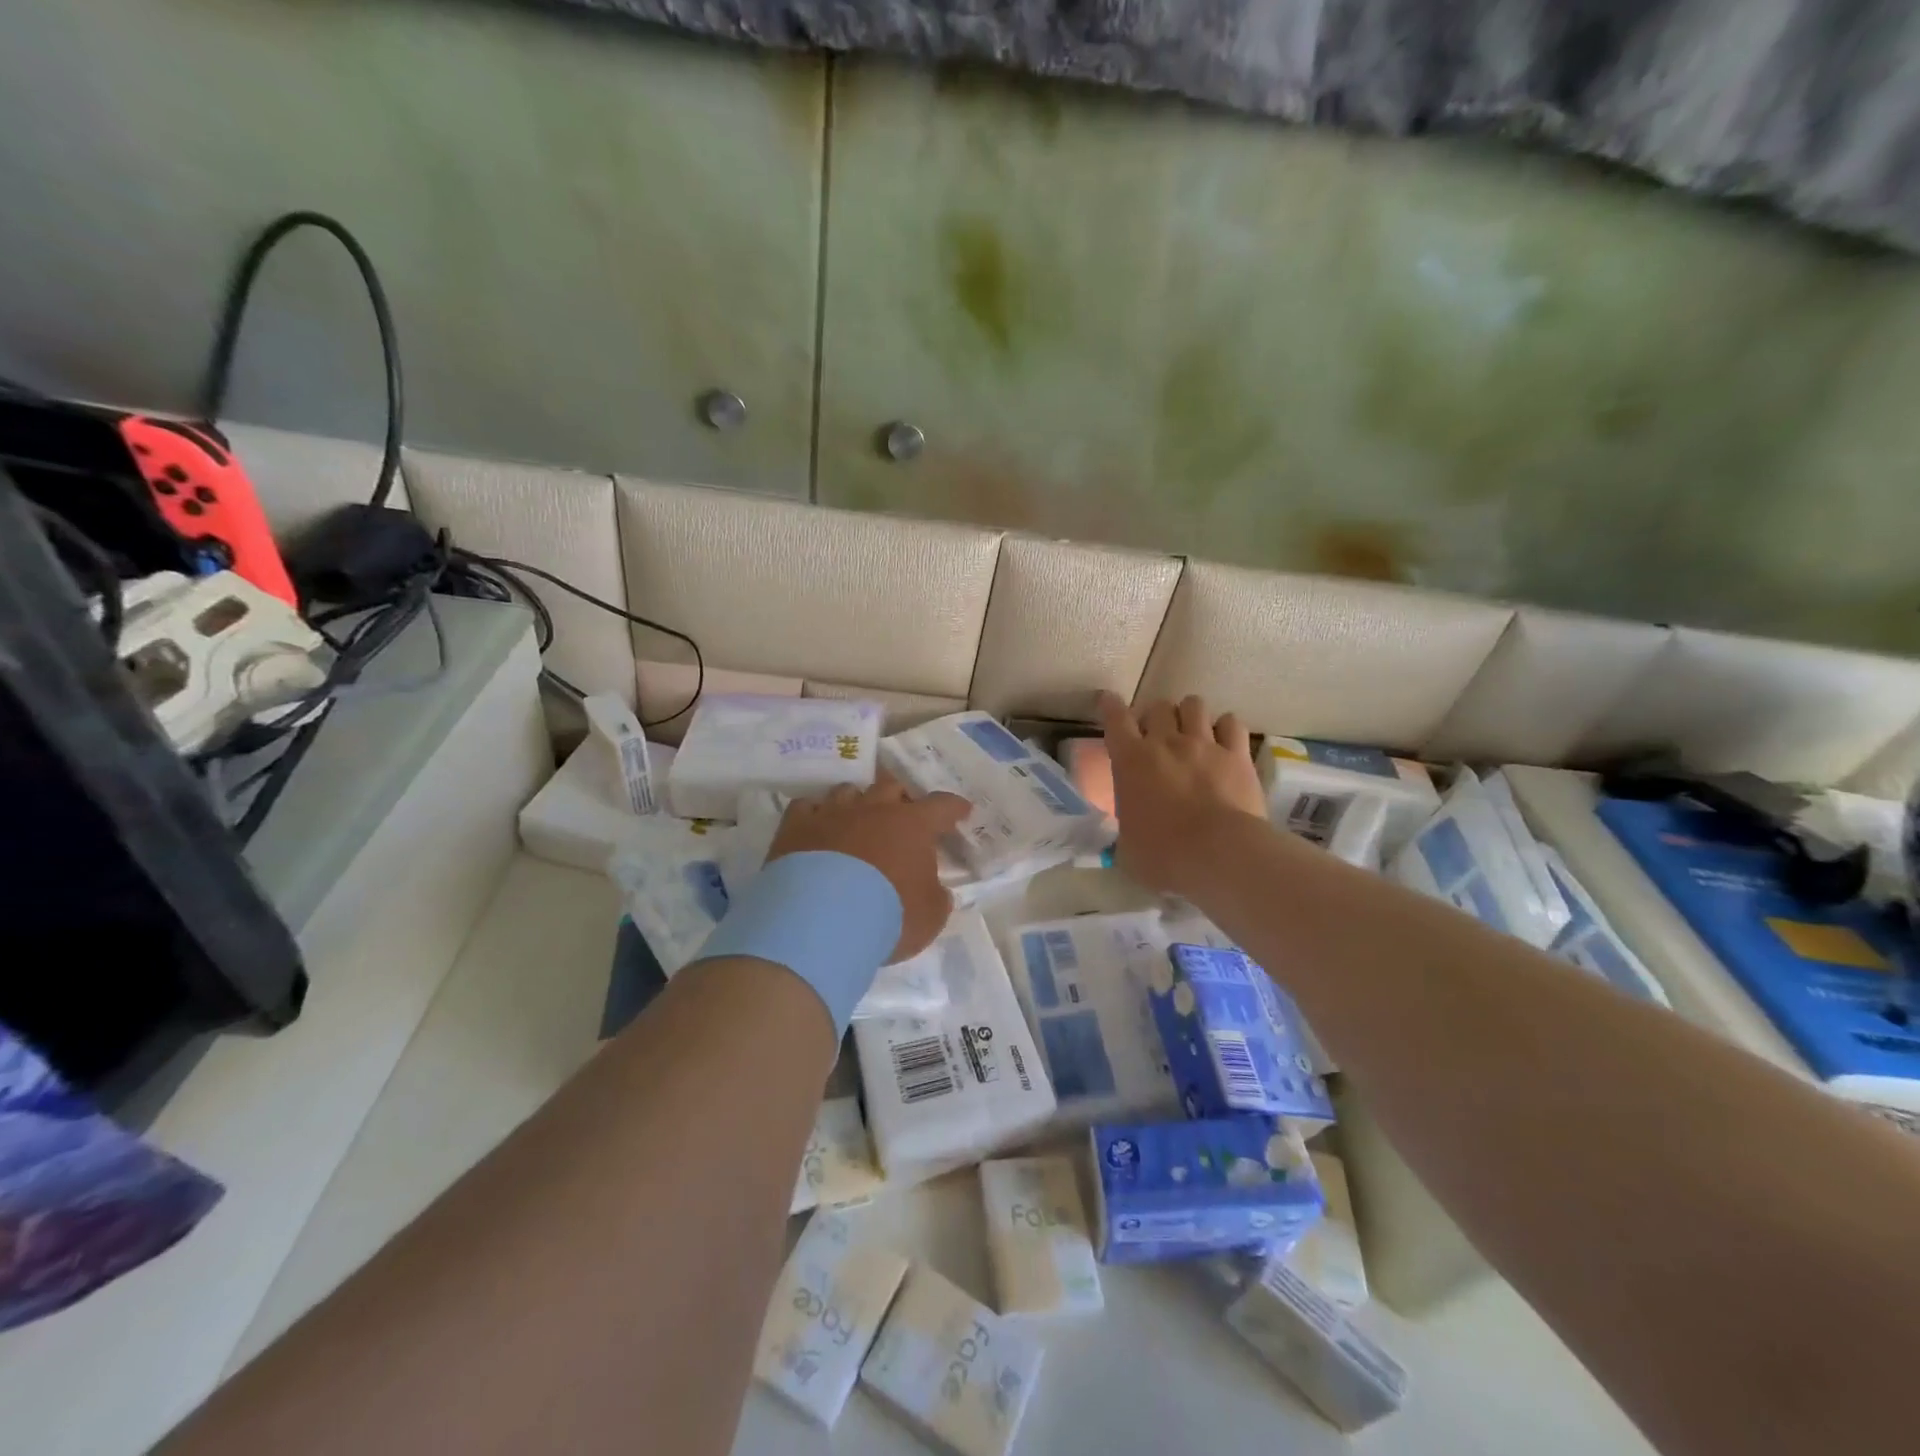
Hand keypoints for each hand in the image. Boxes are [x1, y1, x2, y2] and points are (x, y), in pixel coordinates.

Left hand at [766, 774, 970, 962]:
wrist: (821, 921)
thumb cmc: (887, 917)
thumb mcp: (929, 917)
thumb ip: (936, 898)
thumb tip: (935, 890)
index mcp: (912, 825)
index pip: (941, 806)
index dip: (953, 808)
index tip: (961, 810)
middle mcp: (873, 809)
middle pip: (891, 786)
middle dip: (900, 798)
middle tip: (902, 814)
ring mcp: (832, 813)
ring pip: (848, 791)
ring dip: (857, 803)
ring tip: (856, 821)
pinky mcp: (796, 826)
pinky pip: (806, 807)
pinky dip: (814, 815)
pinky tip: (815, 828)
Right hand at [1099, 691, 1265, 897]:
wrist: (1220, 854)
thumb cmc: (1164, 856)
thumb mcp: (1127, 849)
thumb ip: (1124, 833)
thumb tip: (1127, 838)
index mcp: (1130, 761)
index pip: (1115, 719)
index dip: (1110, 706)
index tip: (1108, 701)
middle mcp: (1166, 743)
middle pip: (1158, 707)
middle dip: (1155, 716)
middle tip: (1157, 735)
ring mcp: (1204, 745)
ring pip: (1194, 705)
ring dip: (1188, 714)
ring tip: (1191, 730)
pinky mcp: (1237, 755)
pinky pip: (1231, 723)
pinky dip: (1225, 727)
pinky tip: (1224, 739)